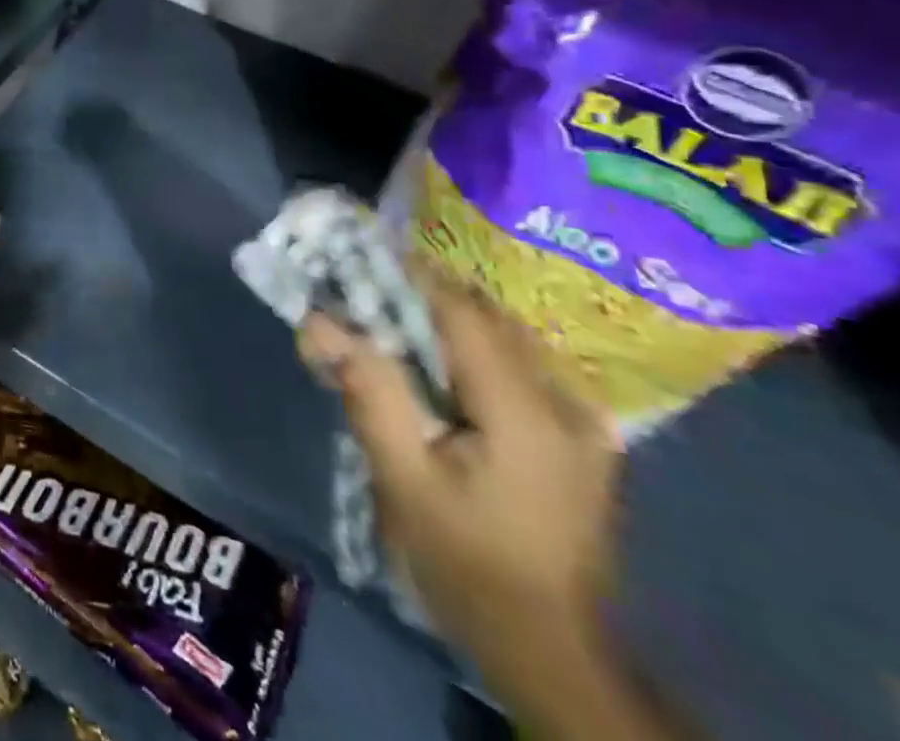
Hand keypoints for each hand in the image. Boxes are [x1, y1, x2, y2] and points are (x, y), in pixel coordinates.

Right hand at [298, 280, 623, 698]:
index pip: (464, 313)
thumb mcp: (404, 480)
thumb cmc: (469, 564)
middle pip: (487, 319)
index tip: (361, 249)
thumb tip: (317, 321)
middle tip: (364, 284)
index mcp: (527, 413)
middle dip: (422, 293)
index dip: (411, 274)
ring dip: (447, 318)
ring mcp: (582, 425)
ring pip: (505, 339)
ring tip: (391, 316)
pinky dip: (471, 348)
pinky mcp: (579, 441)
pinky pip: (518, 367)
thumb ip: (367, 392)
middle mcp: (566, 405)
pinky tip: (437, 365)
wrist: (551, 651)